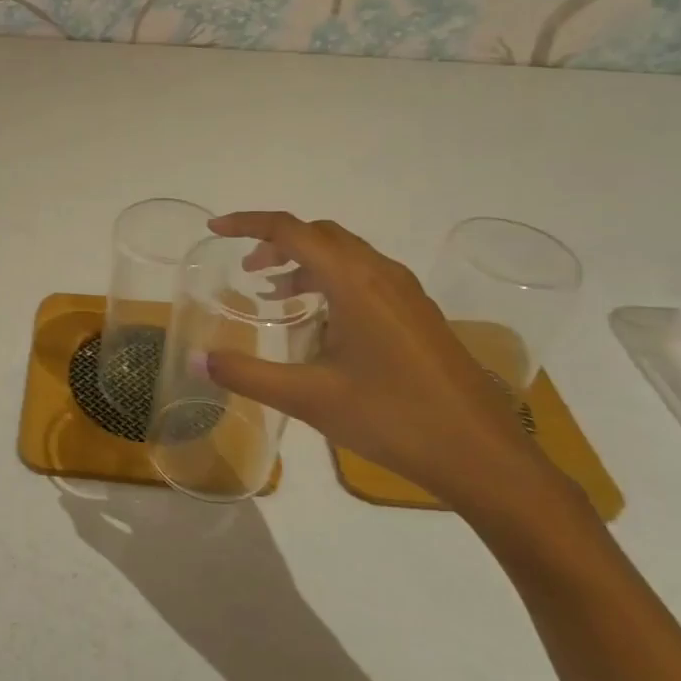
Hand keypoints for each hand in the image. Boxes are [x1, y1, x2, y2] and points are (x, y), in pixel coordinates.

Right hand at [200, 211, 571, 518]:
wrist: (484, 457)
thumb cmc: (393, 419)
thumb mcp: (310, 398)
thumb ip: (248, 373)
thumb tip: (196, 360)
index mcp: (353, 281)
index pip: (291, 230)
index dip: (248, 223)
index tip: (215, 228)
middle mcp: (381, 273)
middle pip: (319, 234)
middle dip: (277, 243)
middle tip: (247, 269)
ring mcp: (406, 293)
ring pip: (345, 254)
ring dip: (306, 262)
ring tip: (276, 294)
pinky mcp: (419, 314)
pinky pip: (366, 276)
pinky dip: (332, 280)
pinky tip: (323, 323)